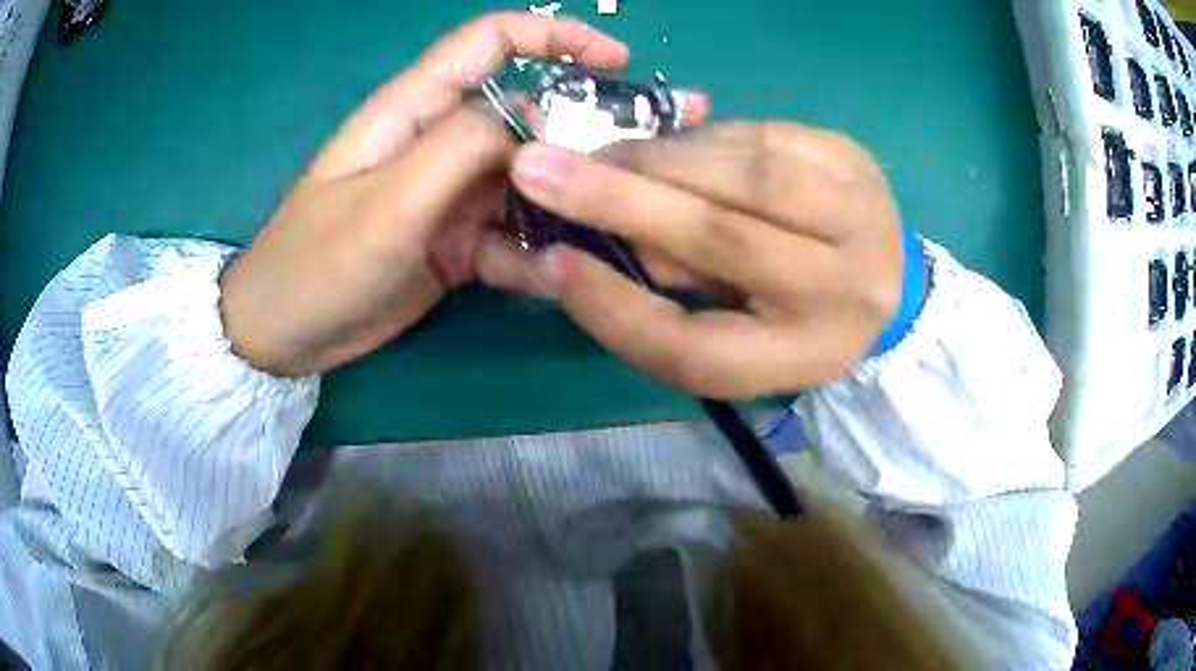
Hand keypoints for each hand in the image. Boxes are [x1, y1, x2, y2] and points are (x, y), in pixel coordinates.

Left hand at [219, 13, 629, 375]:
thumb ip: (462, 149)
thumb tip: (537, 124)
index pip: (492, 41)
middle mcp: (440, 141)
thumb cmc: (318, 261)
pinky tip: (554, 282)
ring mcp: (450, 195)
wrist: (284, 335)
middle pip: (528, 117)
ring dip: (567, 206)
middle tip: (639, 171)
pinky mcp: (456, 242)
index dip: (557, 37)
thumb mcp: (387, 201)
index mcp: (416, 108)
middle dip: (584, 136)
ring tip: (608, 237)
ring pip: (528, 182)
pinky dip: (536, 257)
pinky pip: (511, 238)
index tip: (618, 63)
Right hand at [479, 122, 905, 398]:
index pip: (698, 351)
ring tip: (606, 158)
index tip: (553, 264)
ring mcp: (861, 211)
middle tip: (538, 167)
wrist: (881, 275)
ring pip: (738, 173)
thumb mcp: (735, 339)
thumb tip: (591, 241)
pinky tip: (677, 150)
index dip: (614, 310)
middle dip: (619, 199)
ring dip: (656, 158)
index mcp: (807, 357)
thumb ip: (666, 306)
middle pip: (723, 239)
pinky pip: (756, 134)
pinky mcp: (852, 155)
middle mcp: (848, 289)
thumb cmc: (795, 318)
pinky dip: (700, 140)